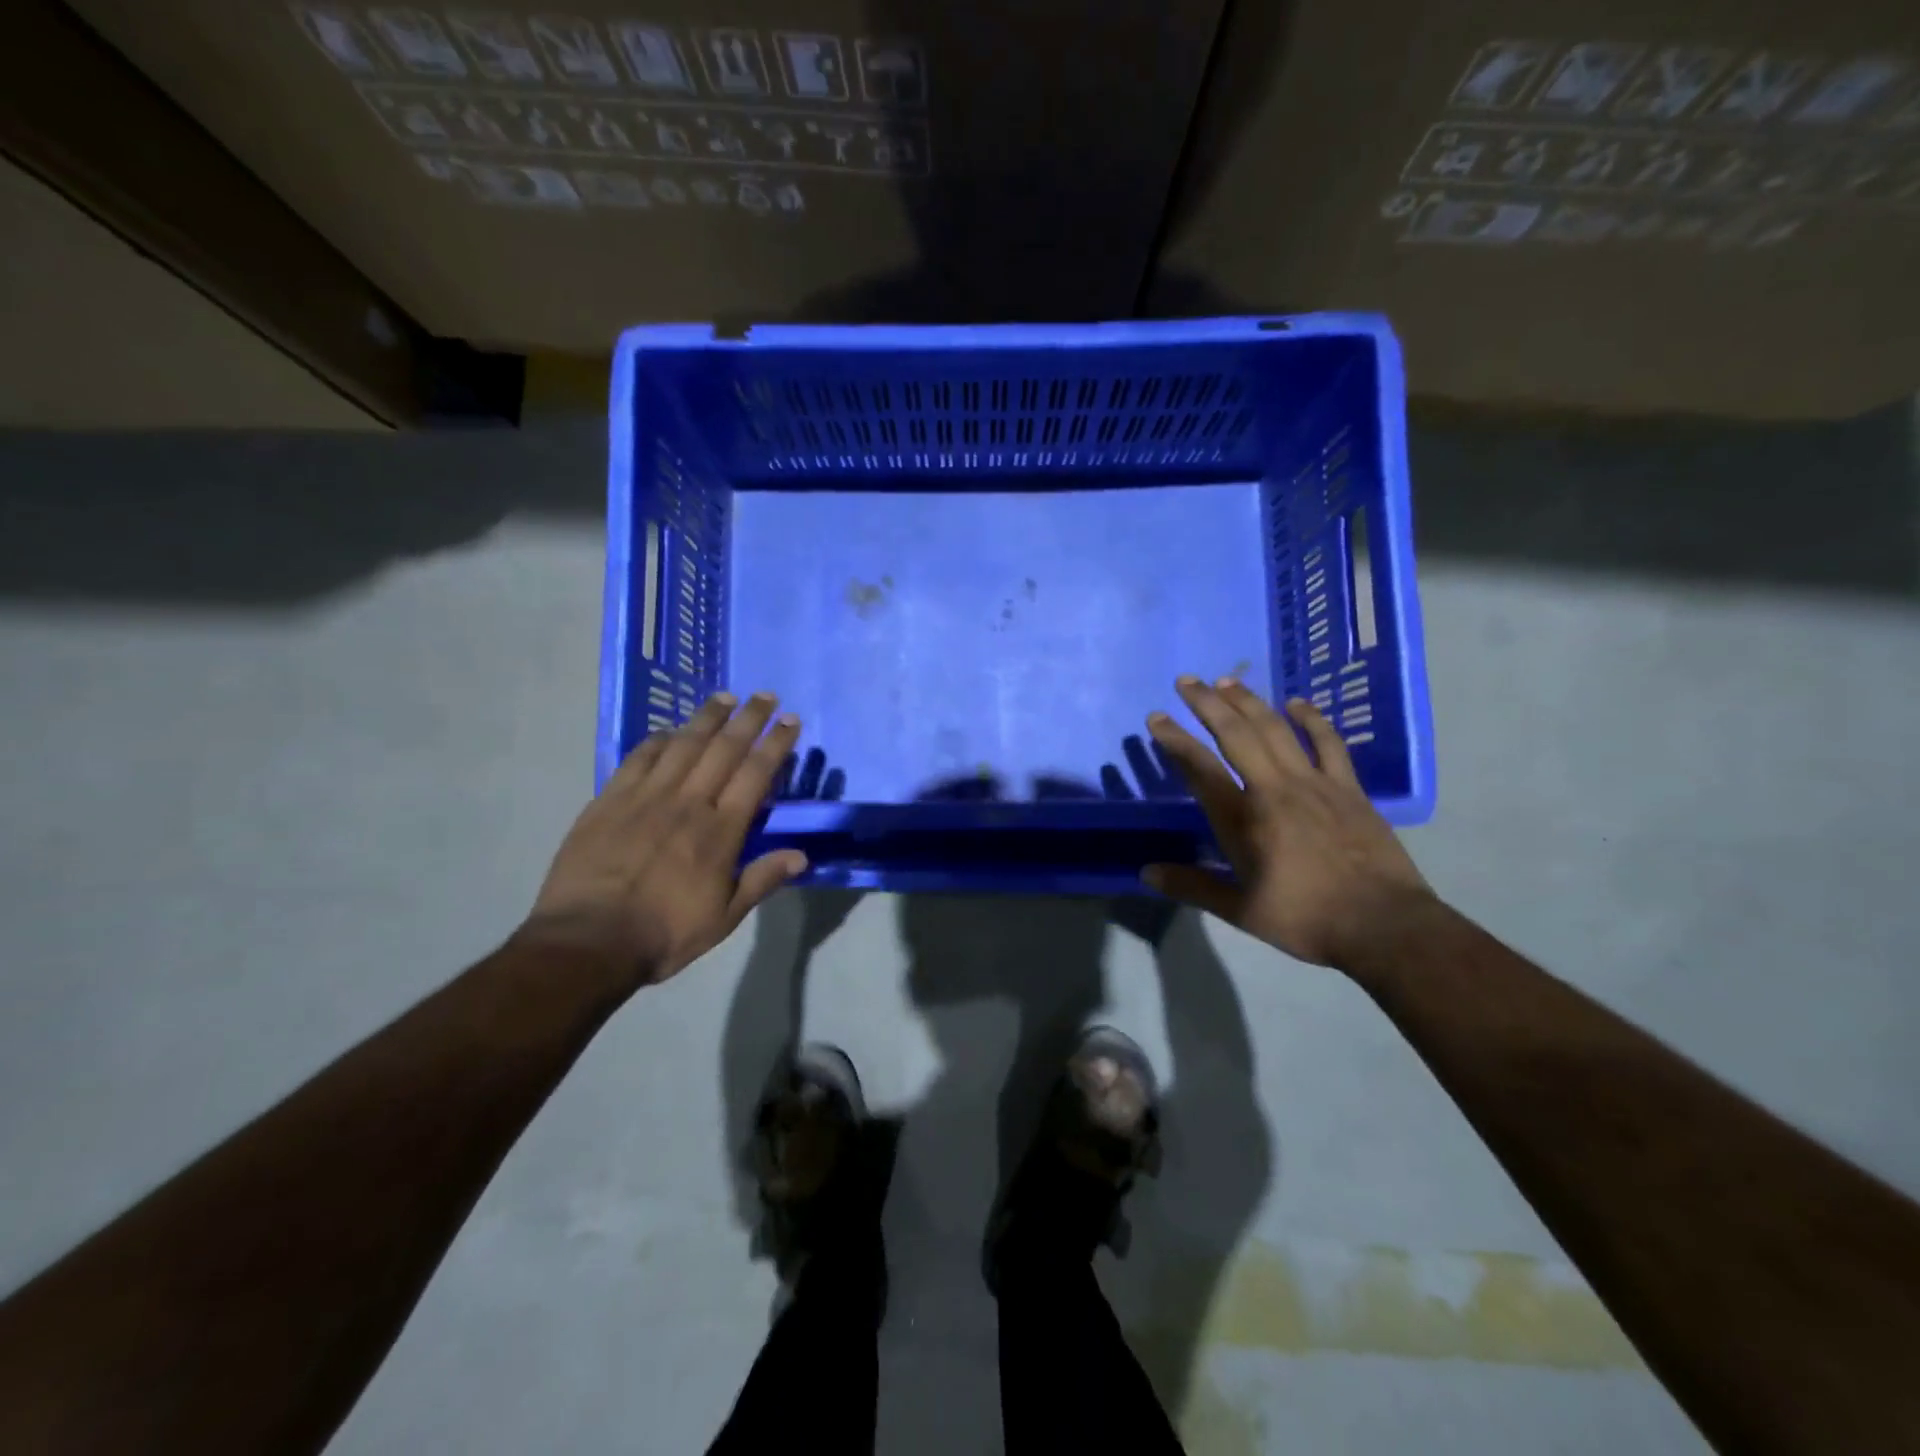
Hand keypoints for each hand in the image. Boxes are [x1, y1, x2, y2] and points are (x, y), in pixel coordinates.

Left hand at [521, 693, 807, 988]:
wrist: (587, 941)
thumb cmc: (664, 933)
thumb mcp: (724, 918)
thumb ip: (762, 880)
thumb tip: (801, 855)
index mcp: (720, 831)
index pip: (755, 774)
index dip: (776, 744)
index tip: (790, 721)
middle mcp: (688, 803)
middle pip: (724, 749)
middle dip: (749, 718)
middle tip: (765, 696)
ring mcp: (646, 797)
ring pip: (683, 744)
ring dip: (707, 717)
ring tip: (725, 697)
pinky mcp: (609, 800)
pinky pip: (639, 758)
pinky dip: (659, 739)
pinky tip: (669, 730)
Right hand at [1143, 677, 1434, 968]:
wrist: (1383, 925)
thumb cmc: (1305, 919)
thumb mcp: (1240, 910)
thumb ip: (1192, 886)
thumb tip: (1146, 873)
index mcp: (1243, 820)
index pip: (1200, 769)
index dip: (1175, 740)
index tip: (1157, 717)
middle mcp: (1273, 789)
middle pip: (1235, 734)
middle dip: (1207, 704)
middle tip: (1187, 681)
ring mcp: (1314, 783)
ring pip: (1276, 729)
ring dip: (1249, 701)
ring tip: (1227, 681)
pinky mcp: (1347, 788)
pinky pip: (1327, 743)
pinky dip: (1311, 719)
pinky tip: (1296, 703)